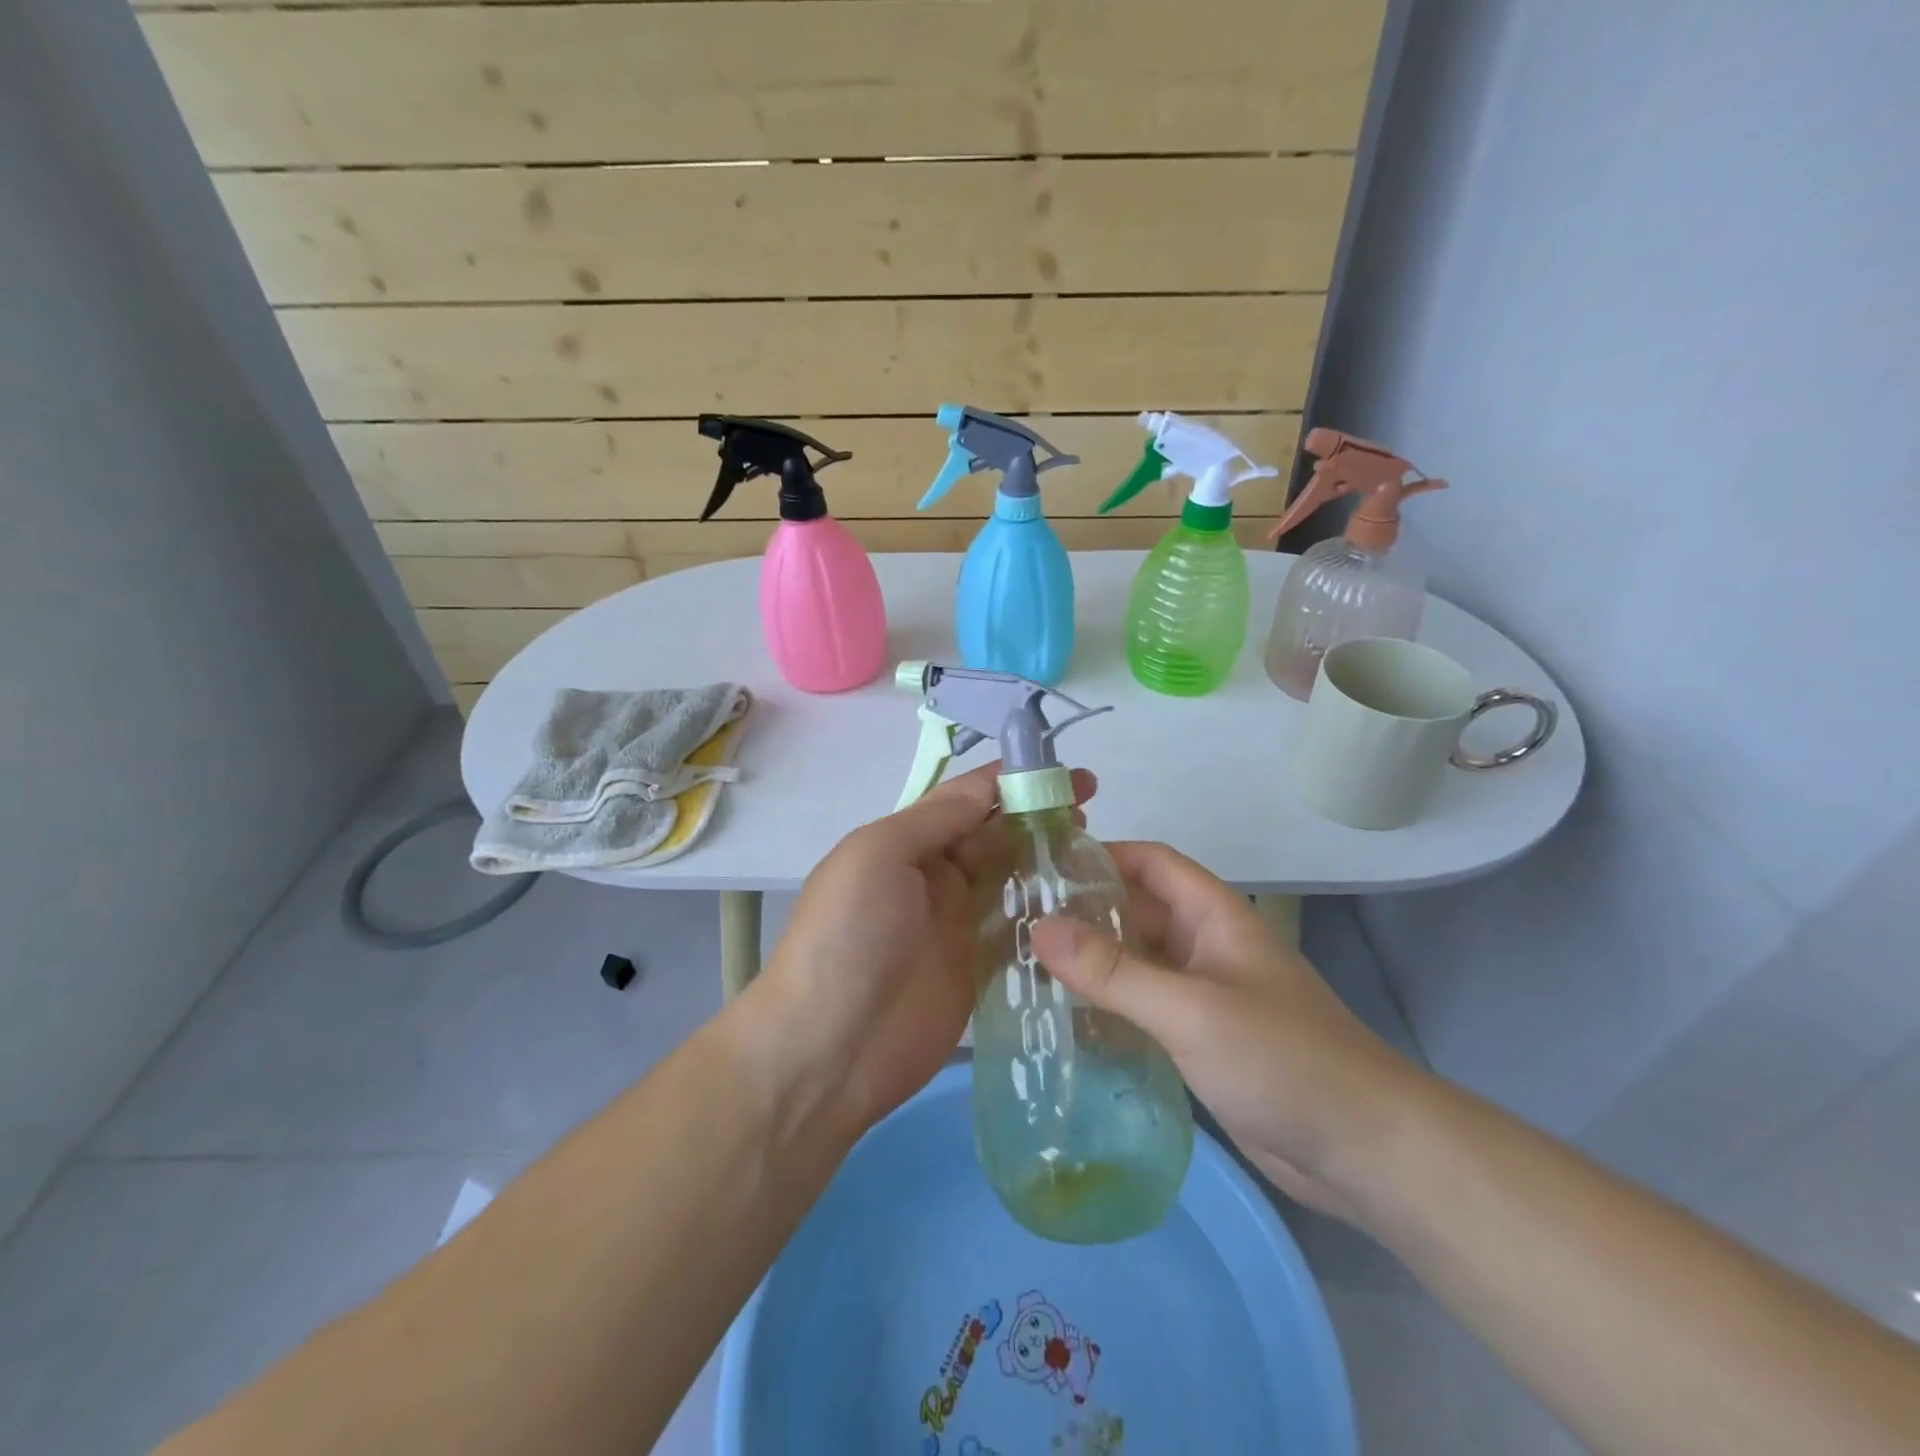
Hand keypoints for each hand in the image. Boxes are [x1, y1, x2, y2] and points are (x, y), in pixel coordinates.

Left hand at [750, 762, 1095, 1139]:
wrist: (830, 1048)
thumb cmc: (849, 936)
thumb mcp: (878, 855)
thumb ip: (935, 820)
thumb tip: (987, 786)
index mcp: (906, 842)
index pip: (967, 799)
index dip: (1013, 781)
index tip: (1065, 772)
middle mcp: (934, 877)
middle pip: (994, 837)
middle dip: (1037, 818)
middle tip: (1092, 811)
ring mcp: (958, 925)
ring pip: (1011, 880)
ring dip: (1046, 862)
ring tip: (1097, 853)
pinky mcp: (978, 970)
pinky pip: (1018, 931)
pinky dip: (1047, 916)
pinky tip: (1084, 906)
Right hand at [1031, 842, 1419, 1220]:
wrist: (1365, 1151)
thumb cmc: (1281, 1059)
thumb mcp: (1189, 1009)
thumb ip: (1113, 970)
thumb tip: (1039, 930)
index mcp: (1214, 916)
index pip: (1151, 862)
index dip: (1102, 855)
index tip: (1043, 869)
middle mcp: (1207, 946)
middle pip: (1139, 912)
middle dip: (1085, 912)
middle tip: (1019, 925)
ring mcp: (1206, 995)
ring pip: (1139, 962)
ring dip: (1094, 963)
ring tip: (1029, 970)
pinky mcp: (1203, 1040)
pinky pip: (1147, 1008)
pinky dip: (1111, 1007)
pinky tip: (1069, 1022)